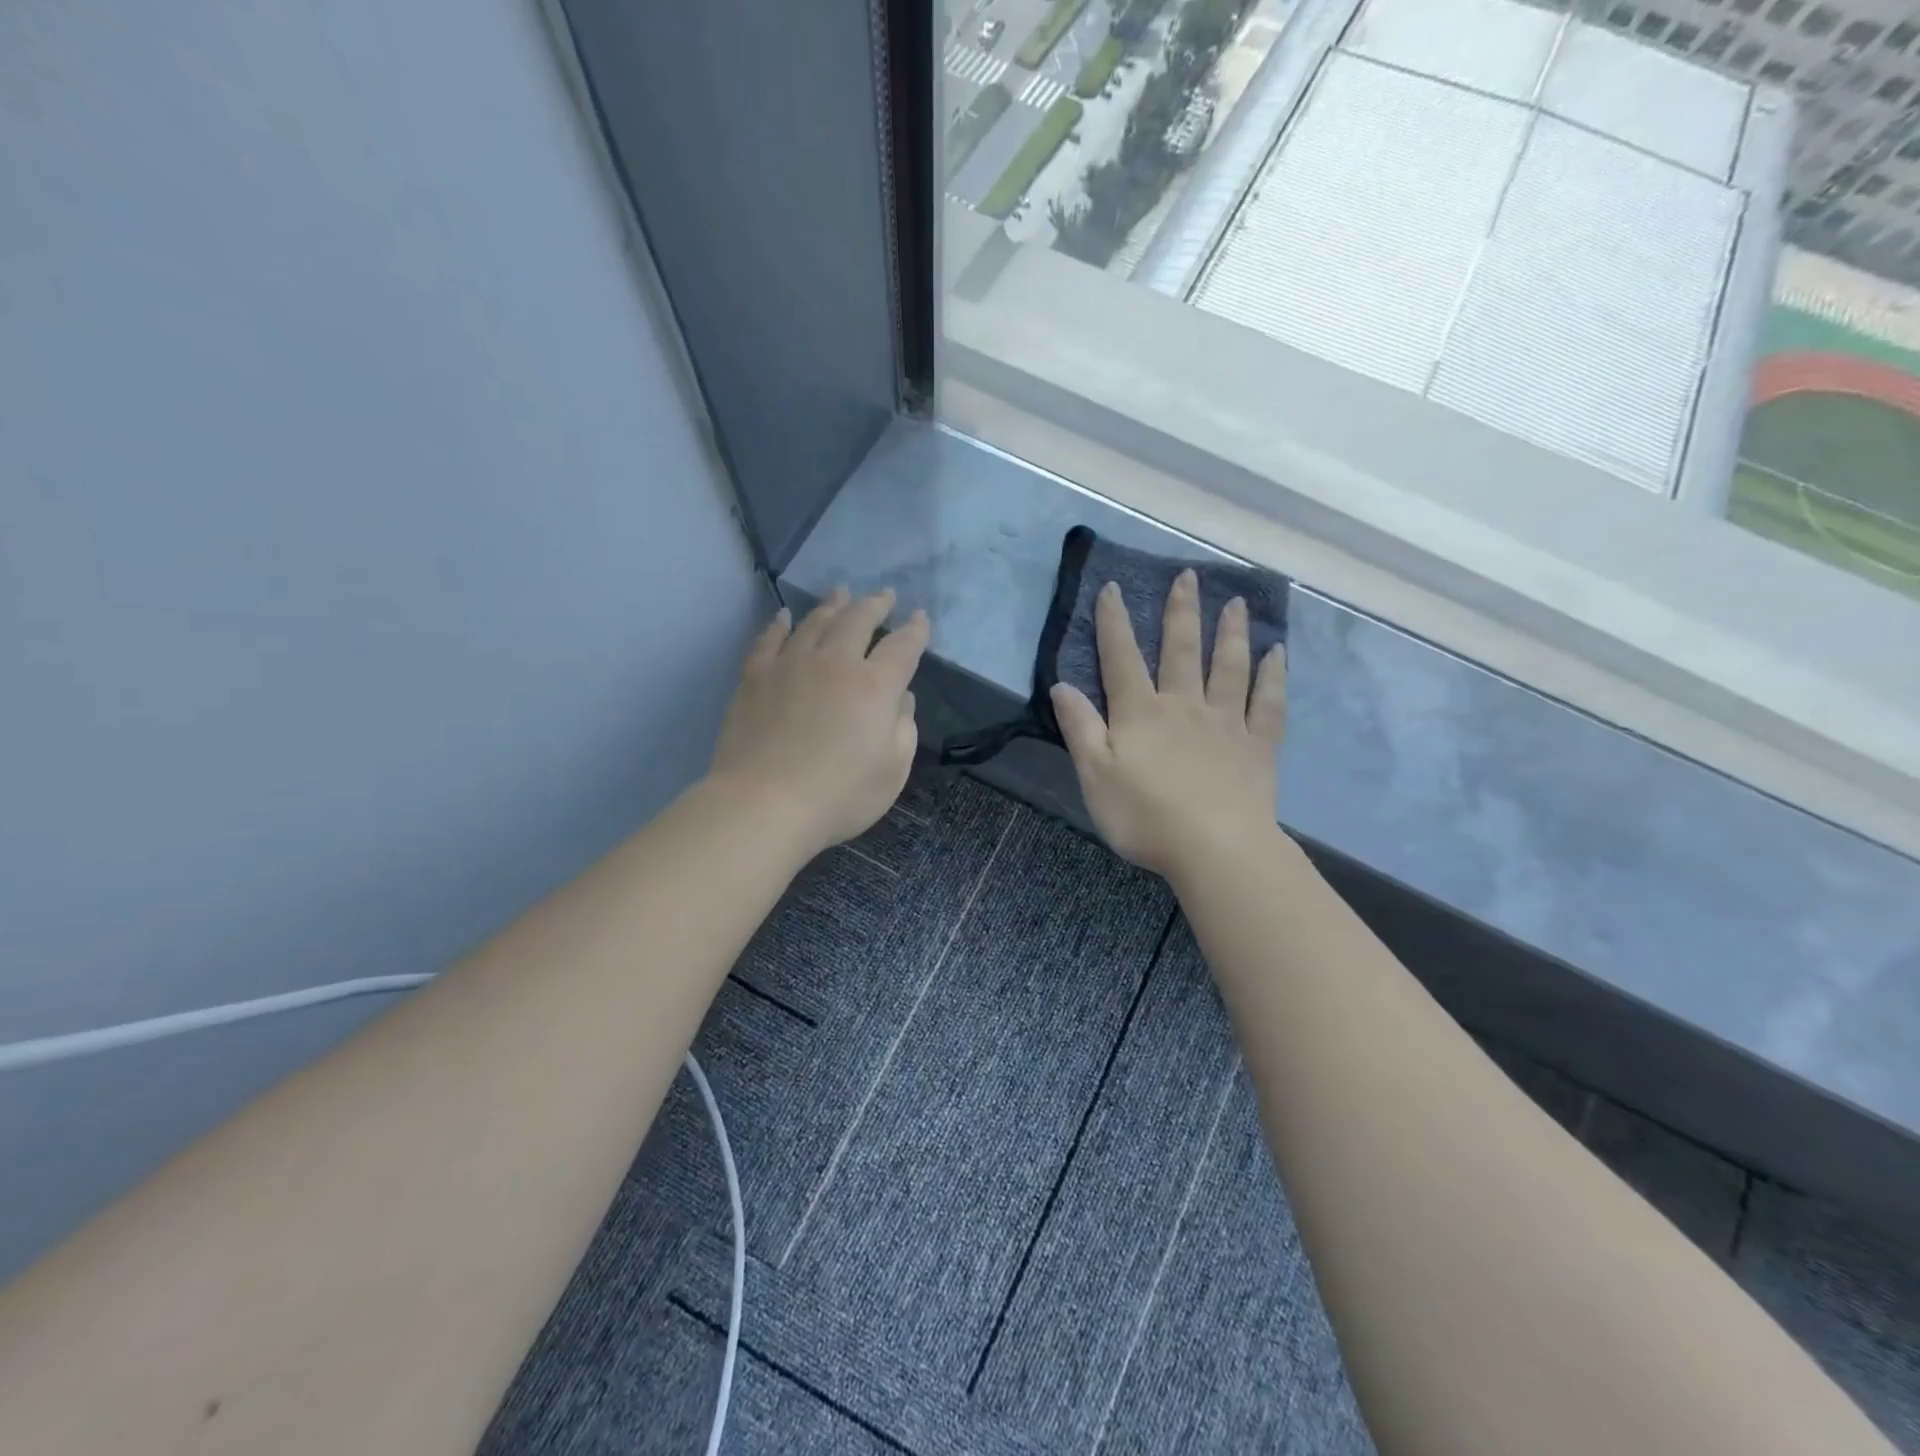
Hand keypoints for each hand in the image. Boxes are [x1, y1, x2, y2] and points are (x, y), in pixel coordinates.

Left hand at [710, 587, 928, 856]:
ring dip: (833, 605)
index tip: (920, 618)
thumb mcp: (893, 771)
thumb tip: (901, 698)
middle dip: (875, 605)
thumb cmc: (839, 795)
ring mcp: (791, 665)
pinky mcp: (755, 677)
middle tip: (884, 595)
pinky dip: (780, 624)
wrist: (763, 804)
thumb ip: (903, 728)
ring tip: (841, 592)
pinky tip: (785, 616)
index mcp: (874, 686)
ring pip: (815, 622)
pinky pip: (769, 640)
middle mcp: (835, 663)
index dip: (915, 630)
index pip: (902, 647)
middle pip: (858, 620)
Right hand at [1051, 570, 1286, 881]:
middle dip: (1181, 611)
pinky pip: (1268, 702)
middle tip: (1189, 576)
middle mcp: (1184, 705)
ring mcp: (1226, 723)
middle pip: (1182, 650)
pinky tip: (1277, 653)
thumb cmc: (1145, 816)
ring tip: (1235, 602)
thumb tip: (1062, 685)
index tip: (1112, 588)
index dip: (1114, 622)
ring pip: (1229, 667)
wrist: (1215, 849)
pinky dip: (1273, 675)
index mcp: (1140, 713)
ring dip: (1230, 632)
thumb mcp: (1095, 776)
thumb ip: (1080, 728)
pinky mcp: (1258, 746)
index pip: (1122, 658)